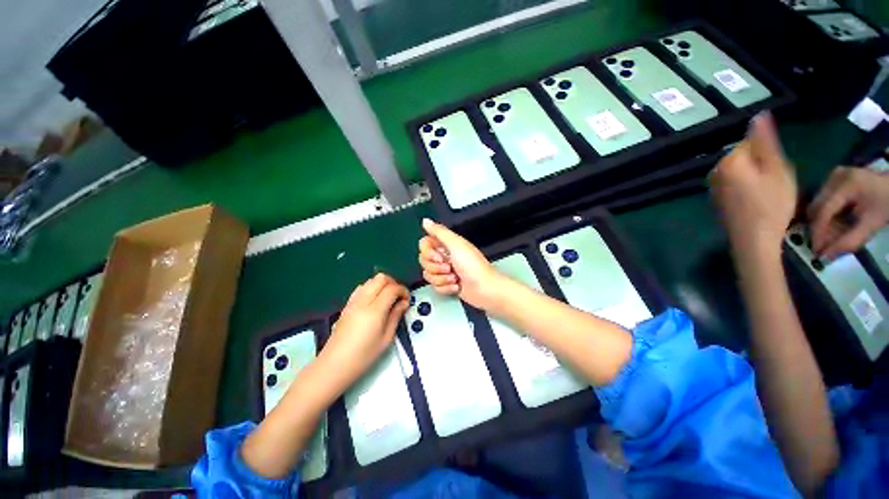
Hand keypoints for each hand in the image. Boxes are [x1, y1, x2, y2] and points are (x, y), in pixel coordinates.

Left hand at [318, 273, 408, 393]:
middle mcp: (363, 301)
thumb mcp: (386, 339)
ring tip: (388, 299)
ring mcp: (353, 301)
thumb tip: (403, 303)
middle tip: (398, 297)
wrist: (334, 365)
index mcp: (374, 310)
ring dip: (382, 284)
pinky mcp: (347, 305)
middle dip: (393, 283)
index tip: (407, 300)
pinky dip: (372, 288)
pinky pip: (361, 287)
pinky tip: (374, 302)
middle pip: (381, 278)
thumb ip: (396, 316)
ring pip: (370, 280)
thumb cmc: (363, 356)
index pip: (392, 288)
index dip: (403, 290)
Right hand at [418, 219, 505, 308]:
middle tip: (450, 267)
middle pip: (424, 261)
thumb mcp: (456, 244)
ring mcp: (445, 271)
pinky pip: (435, 286)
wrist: (484, 288)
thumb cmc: (473, 266)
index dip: (428, 252)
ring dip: (442, 279)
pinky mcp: (446, 284)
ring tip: (455, 278)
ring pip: (428, 275)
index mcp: (447, 245)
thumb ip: (439, 231)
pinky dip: (445, 288)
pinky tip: (456, 286)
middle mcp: (444, 256)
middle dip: (436, 267)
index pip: (425, 244)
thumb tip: (425, 221)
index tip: (439, 256)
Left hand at [710, 112, 796, 255]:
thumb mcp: (776, 169)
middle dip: (761, 164)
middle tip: (774, 183)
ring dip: (754, 176)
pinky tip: (756, 200)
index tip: (777, 170)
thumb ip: (765, 142)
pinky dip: (746, 187)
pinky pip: (734, 184)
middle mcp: (714, 172)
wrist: (753, 239)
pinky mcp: (716, 199)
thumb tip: (759, 115)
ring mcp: (713, 187)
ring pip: (740, 171)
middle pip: (743, 156)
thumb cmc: (771, 204)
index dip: (768, 154)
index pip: (750, 142)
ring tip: (767, 193)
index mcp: (728, 161)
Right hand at [807, 167, 888, 258]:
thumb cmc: (887, 204)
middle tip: (826, 246)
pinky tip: (836, 223)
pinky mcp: (833, 179)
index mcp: (846, 184)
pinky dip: (826, 215)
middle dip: (820, 229)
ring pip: (816, 205)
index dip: (818, 233)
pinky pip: (822, 200)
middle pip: (816, 208)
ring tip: (833, 235)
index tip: (816, 251)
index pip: (823, 211)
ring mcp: (833, 176)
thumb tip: (826, 256)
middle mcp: (834, 177)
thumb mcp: (872, 223)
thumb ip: (850, 240)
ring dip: (822, 223)